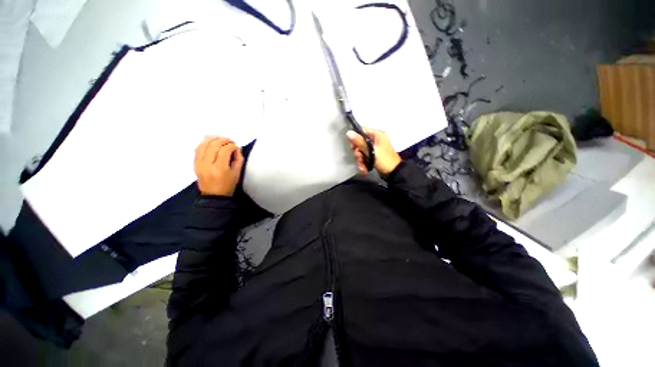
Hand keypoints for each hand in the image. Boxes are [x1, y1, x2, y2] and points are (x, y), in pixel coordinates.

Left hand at [194, 136, 243, 195]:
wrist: (214, 195)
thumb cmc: (228, 185)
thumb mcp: (237, 173)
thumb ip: (238, 159)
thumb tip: (237, 147)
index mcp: (220, 168)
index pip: (225, 150)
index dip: (232, 145)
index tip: (236, 147)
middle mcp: (207, 165)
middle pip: (214, 145)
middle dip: (223, 140)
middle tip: (230, 141)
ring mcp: (199, 163)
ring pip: (204, 144)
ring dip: (213, 139)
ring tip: (221, 139)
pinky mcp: (195, 163)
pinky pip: (198, 148)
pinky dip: (204, 142)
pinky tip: (211, 141)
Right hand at [346, 127, 401, 177]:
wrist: (393, 173)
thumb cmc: (384, 160)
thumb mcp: (371, 151)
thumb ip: (359, 142)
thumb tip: (348, 132)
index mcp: (377, 135)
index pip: (362, 130)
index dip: (355, 138)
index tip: (353, 147)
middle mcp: (375, 140)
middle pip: (360, 142)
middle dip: (358, 153)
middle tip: (359, 158)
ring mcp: (374, 148)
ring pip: (361, 151)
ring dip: (360, 160)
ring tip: (363, 167)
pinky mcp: (373, 156)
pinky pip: (364, 157)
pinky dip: (363, 163)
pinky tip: (364, 169)